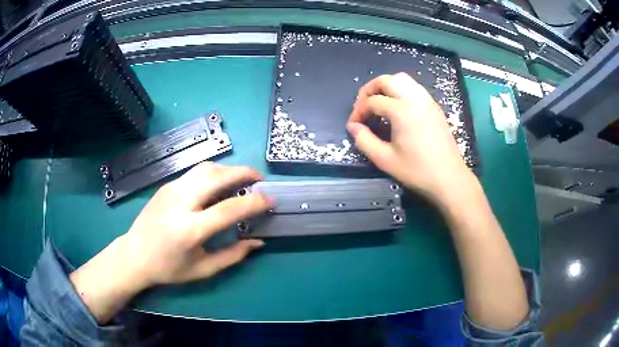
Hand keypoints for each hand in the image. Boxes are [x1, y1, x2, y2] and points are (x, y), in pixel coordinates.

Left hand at [120, 162, 271, 286]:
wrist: (134, 255)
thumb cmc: (169, 268)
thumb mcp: (203, 269)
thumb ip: (233, 255)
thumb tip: (258, 242)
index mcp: (190, 229)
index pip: (228, 209)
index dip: (254, 203)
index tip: (269, 200)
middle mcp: (180, 202)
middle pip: (217, 176)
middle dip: (243, 173)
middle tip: (259, 179)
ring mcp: (171, 189)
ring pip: (206, 168)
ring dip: (228, 169)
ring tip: (241, 180)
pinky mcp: (166, 185)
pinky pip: (195, 172)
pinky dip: (214, 173)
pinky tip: (219, 185)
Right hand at [347, 73, 475, 203]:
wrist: (450, 179)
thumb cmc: (417, 171)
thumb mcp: (385, 160)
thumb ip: (364, 140)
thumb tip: (353, 127)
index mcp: (401, 110)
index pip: (372, 101)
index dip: (358, 112)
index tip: (353, 126)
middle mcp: (415, 99)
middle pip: (386, 80)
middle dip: (369, 90)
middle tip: (363, 107)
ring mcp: (427, 101)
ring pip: (402, 79)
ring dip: (386, 86)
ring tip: (379, 103)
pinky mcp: (434, 107)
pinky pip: (414, 87)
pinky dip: (401, 90)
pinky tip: (398, 107)